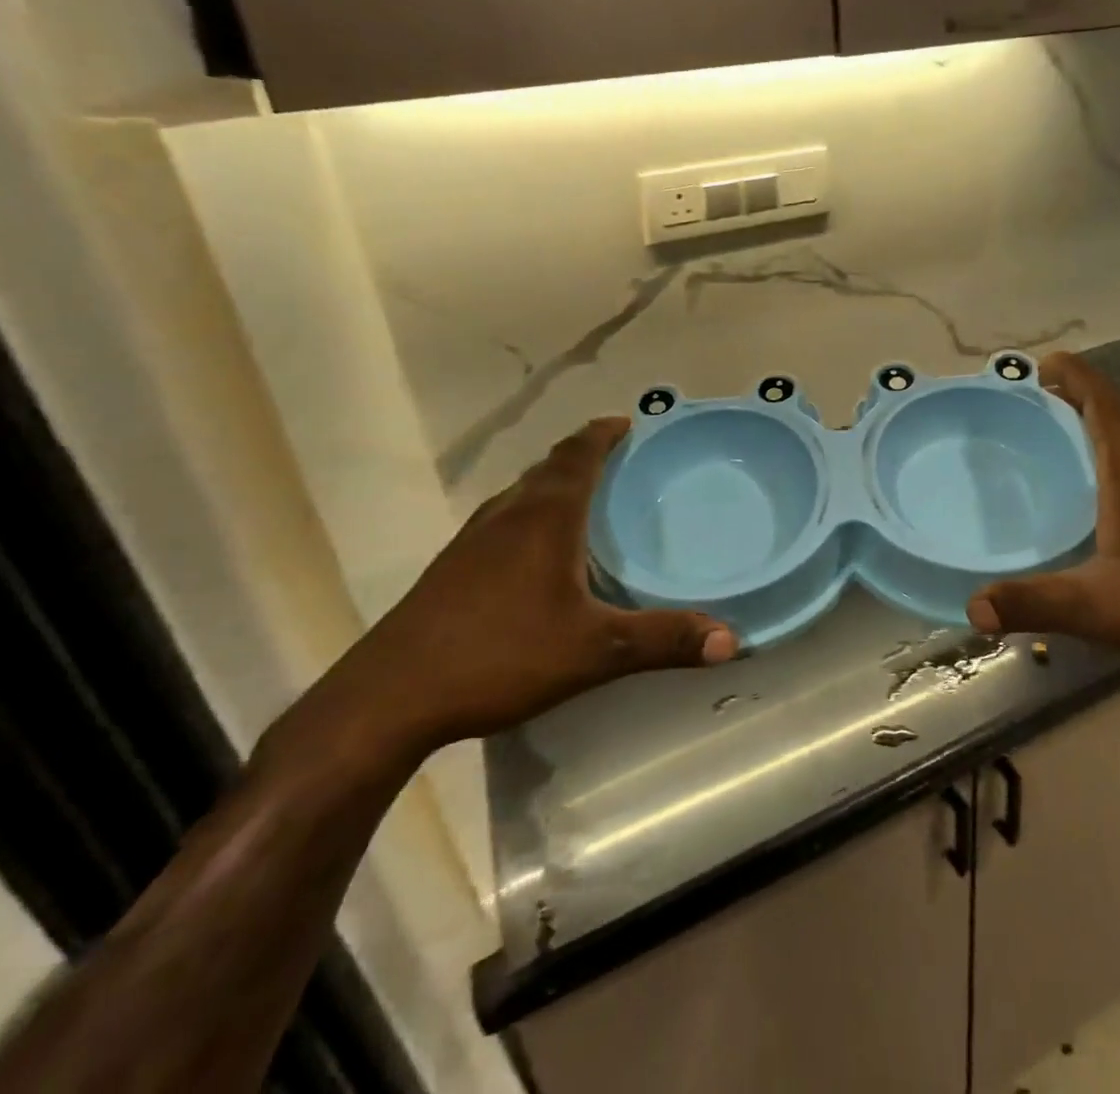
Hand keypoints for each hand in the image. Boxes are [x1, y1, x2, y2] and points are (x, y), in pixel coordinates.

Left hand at [312, 418, 736, 759]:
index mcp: (544, 517)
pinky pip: (503, 521)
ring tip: (586, 499)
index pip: (578, 454)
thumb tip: (731, 640)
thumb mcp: (593, 651)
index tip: (629, 423)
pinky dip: (531, 515)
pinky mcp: (452, 568)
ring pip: (522, 494)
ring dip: (555, 484)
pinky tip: (539, 554)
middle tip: (621, 461)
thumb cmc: (500, 655)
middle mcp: (507, 515)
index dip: (604, 433)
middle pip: (550, 467)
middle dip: (585, 455)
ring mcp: (472, 540)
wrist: (388, 697)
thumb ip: (662, 641)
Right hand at [968, 353, 1119, 709]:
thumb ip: (1035, 604)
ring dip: (1097, 427)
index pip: (1103, 401)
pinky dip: (1115, 461)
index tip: (1039, 363)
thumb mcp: (1102, 608)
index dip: (1073, 374)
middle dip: (1076, 396)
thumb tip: (972, 606)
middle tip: (1032, 401)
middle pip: (1117, 413)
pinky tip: (1100, 498)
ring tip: (1056, 439)